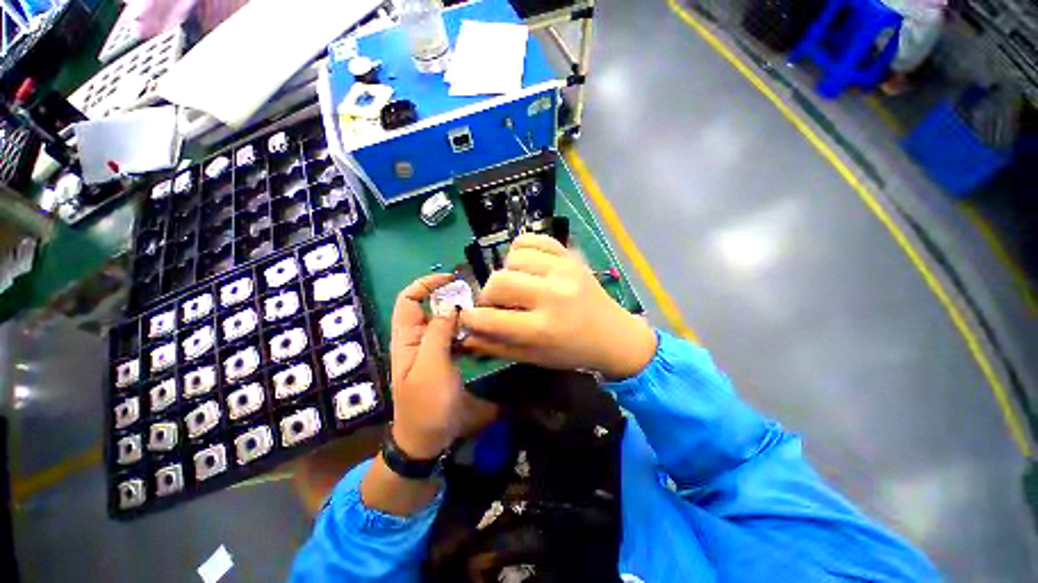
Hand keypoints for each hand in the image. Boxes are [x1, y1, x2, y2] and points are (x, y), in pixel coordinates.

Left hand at [390, 274, 497, 458]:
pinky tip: (481, 333)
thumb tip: (451, 305)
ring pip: (444, 322)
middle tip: (475, 297)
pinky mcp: (444, 359)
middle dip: (449, 297)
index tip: (451, 279)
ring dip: (460, 314)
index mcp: (406, 338)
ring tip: (482, 312)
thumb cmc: (426, 404)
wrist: (427, 440)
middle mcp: (417, 339)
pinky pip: (453, 337)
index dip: (425, 284)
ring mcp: (431, 350)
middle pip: (429, 307)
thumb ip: (439, 334)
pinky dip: (465, 330)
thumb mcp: (431, 366)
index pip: (408, 299)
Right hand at [460, 234, 656, 379]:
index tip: (470, 318)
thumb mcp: (532, 358)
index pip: (490, 317)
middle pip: (498, 281)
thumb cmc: (571, 352)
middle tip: (498, 304)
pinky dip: (521, 251)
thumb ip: (495, 346)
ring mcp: (563, 270)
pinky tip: (526, 266)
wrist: (613, 335)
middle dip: (488, 295)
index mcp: (542, 328)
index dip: (471, 318)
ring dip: (507, 273)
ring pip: (513, 258)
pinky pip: (533, 239)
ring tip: (518, 286)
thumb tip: (464, 334)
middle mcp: (552, 295)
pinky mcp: (570, 256)